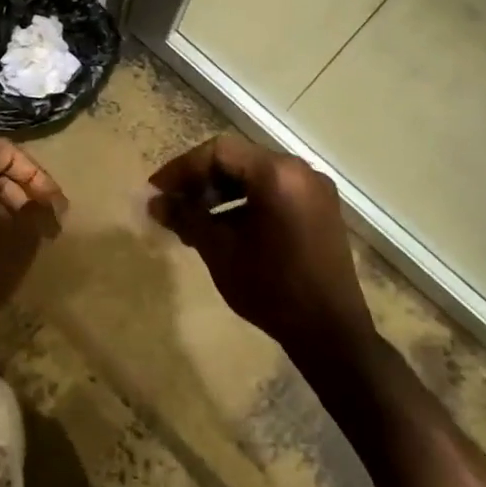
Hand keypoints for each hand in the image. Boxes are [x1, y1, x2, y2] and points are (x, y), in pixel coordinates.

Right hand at [148, 133, 374, 355]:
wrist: (331, 334)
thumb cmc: (271, 288)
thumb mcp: (220, 250)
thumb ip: (185, 217)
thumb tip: (154, 202)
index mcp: (277, 174)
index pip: (219, 152)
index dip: (182, 168)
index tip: (157, 191)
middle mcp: (299, 170)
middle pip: (237, 160)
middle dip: (200, 179)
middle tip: (171, 203)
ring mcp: (313, 189)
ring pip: (254, 175)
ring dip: (220, 191)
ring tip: (192, 219)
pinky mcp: (319, 209)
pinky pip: (273, 191)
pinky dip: (245, 201)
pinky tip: (223, 228)